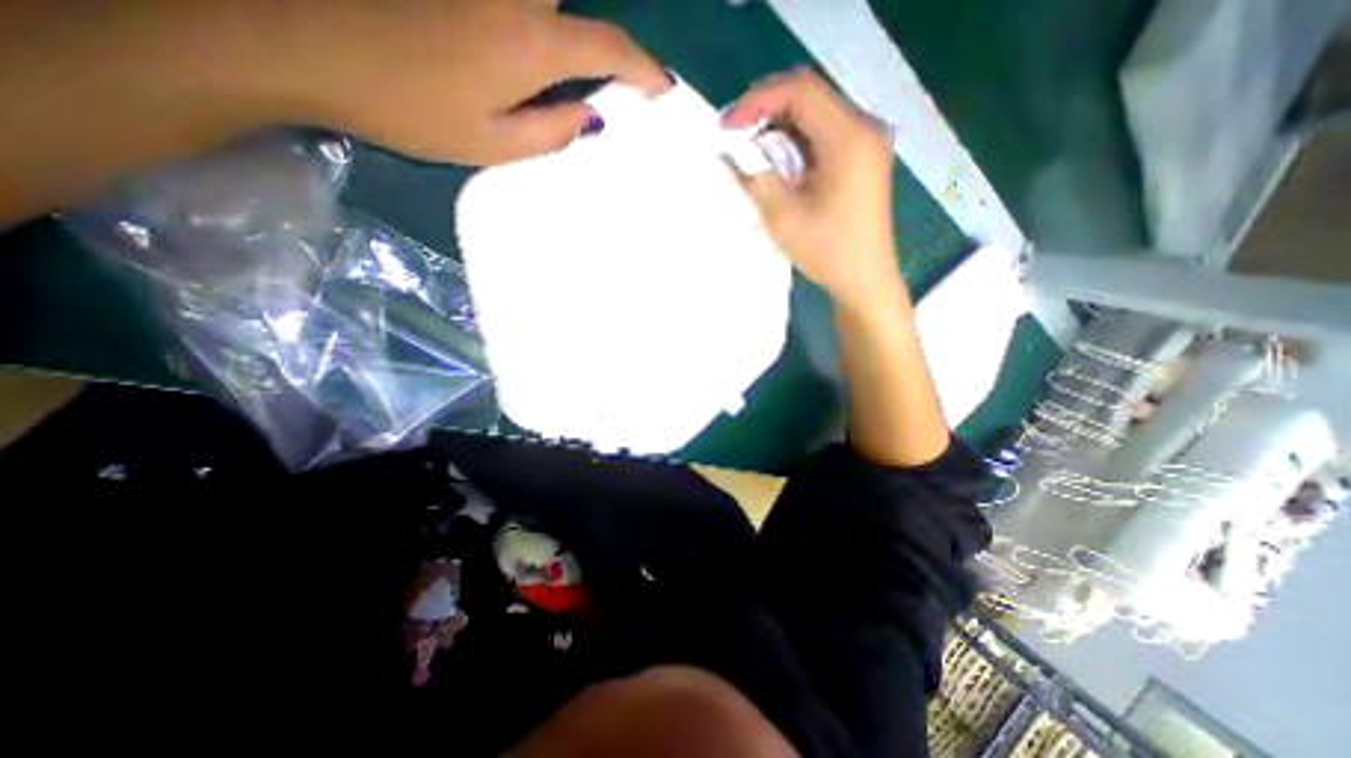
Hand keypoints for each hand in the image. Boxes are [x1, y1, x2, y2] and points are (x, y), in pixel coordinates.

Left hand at [272, 0, 669, 161]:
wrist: (300, 39)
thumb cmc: (408, 109)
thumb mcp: (492, 145)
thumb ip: (552, 132)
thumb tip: (592, 116)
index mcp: (531, 44)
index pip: (609, 47)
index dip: (643, 69)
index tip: (661, 87)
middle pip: (579, 3)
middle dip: (601, 36)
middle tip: (611, 69)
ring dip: (565, 24)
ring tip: (560, 65)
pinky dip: (535, 18)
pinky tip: (528, 39)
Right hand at [724, 69, 901, 309]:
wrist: (865, 280)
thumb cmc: (828, 252)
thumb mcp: (784, 217)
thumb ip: (755, 178)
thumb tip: (730, 151)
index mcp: (850, 138)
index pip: (800, 92)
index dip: (758, 101)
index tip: (728, 127)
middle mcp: (865, 128)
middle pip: (809, 98)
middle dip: (766, 113)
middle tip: (736, 139)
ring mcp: (868, 142)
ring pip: (815, 116)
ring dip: (779, 130)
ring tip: (752, 154)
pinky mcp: (863, 158)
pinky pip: (824, 135)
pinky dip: (796, 144)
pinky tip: (779, 166)